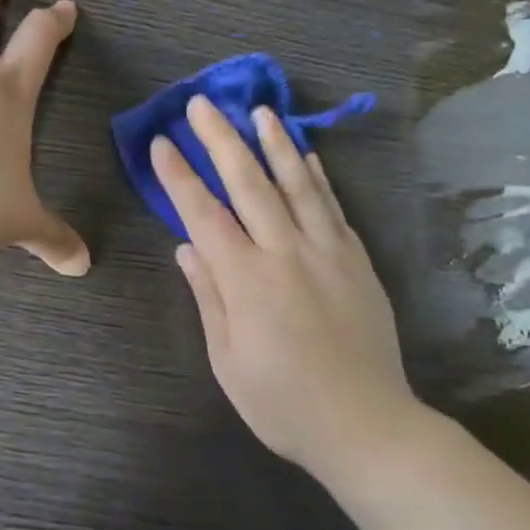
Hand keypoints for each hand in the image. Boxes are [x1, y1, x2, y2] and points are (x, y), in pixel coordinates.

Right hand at [153, 97, 419, 477]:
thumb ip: (208, 296)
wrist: (367, 425)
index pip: (204, 214)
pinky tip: (307, 153)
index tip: (162, 142)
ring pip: (297, 184)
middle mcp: (286, 253)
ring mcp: (328, 252)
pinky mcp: (357, 260)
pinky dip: (318, 176)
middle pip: (249, 184)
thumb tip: (186, 247)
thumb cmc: (283, 403)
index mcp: (247, 281)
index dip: (179, 176)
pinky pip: (333, 207)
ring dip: (274, 143)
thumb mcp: (227, 360)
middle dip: (221, 140)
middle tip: (202, 104)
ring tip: (258, 111)